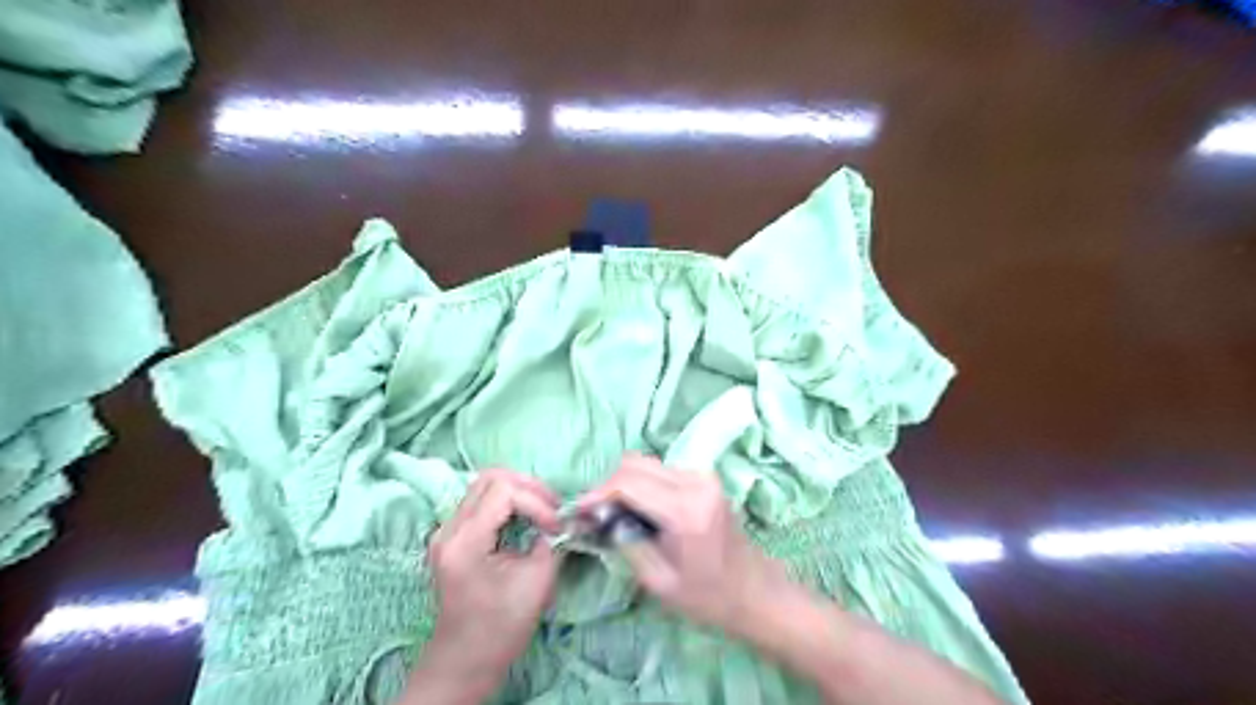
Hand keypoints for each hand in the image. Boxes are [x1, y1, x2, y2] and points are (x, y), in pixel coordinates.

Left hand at [404, 467, 561, 704]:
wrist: (464, 660)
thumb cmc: (501, 627)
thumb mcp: (536, 582)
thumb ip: (551, 542)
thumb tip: (564, 519)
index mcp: (465, 542)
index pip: (503, 491)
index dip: (536, 501)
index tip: (555, 526)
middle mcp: (449, 529)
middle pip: (490, 478)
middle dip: (528, 486)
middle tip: (552, 507)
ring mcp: (446, 531)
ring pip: (484, 485)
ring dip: (518, 491)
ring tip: (542, 511)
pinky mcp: (452, 536)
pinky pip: (481, 501)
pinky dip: (508, 502)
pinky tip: (525, 519)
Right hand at [575, 455, 780, 634]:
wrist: (755, 591)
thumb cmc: (709, 597)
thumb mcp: (659, 582)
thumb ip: (626, 543)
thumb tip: (599, 517)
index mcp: (686, 509)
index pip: (628, 482)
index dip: (597, 493)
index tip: (578, 511)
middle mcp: (695, 481)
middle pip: (635, 463)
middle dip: (608, 485)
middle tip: (594, 513)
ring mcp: (702, 476)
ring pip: (646, 463)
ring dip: (623, 483)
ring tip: (613, 513)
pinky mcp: (704, 477)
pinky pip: (660, 470)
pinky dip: (641, 483)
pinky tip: (636, 509)